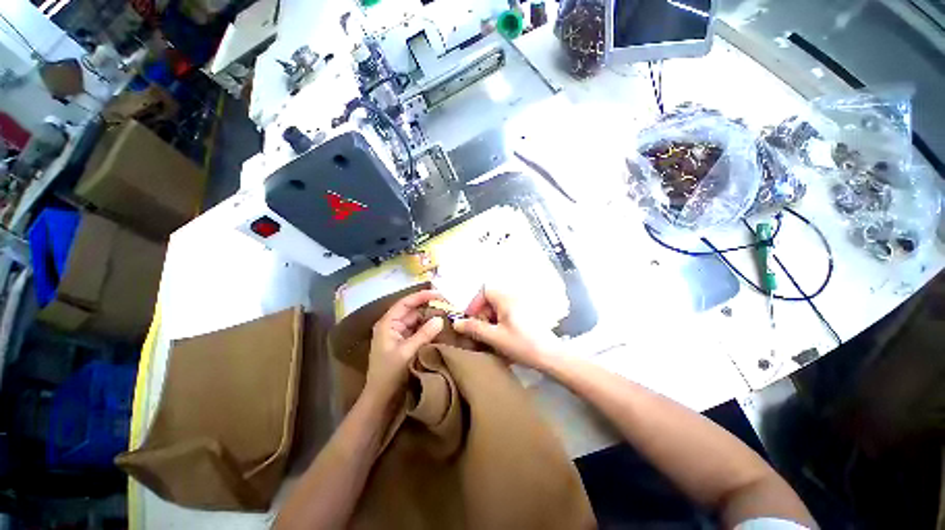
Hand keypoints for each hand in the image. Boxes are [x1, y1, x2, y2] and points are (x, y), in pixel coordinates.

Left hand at [366, 290, 444, 400]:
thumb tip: (440, 319)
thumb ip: (424, 334)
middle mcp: (394, 326)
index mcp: (388, 323)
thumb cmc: (389, 374)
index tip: (439, 293)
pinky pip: (420, 331)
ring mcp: (400, 335)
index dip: (422, 296)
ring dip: (431, 318)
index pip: (406, 303)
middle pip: (413, 311)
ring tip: (448, 316)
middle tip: (449, 306)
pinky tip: (442, 328)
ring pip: (418, 321)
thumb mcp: (407, 352)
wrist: (381, 400)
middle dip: (430, 307)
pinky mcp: (406, 344)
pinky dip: (430, 329)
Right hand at [453, 288, 560, 369]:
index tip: (471, 320)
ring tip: (491, 336)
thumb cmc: (521, 344)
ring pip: (499, 306)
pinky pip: (508, 311)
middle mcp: (514, 296)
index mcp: (506, 298)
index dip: (474, 304)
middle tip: (481, 331)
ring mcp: (522, 304)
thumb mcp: (494, 337)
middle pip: (491, 299)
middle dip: (483, 313)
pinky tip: (503, 336)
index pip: (484, 291)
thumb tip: (456, 323)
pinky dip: (501, 321)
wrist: (550, 355)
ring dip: (491, 318)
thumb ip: (474, 328)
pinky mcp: (528, 313)